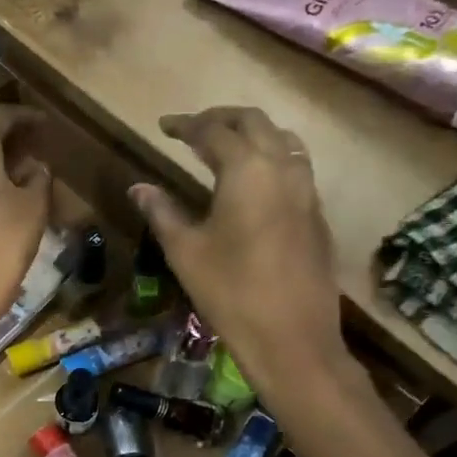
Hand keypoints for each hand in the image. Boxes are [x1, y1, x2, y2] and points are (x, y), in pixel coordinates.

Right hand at [128, 109, 368, 409]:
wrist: (292, 337)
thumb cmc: (230, 291)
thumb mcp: (185, 251)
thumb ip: (162, 211)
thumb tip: (138, 187)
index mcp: (246, 169)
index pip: (213, 131)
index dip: (186, 125)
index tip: (164, 126)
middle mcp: (283, 168)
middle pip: (254, 122)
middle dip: (222, 118)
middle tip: (193, 129)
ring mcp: (307, 190)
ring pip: (283, 140)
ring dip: (253, 134)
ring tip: (226, 147)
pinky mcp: (317, 214)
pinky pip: (296, 167)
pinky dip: (271, 158)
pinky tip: (254, 183)